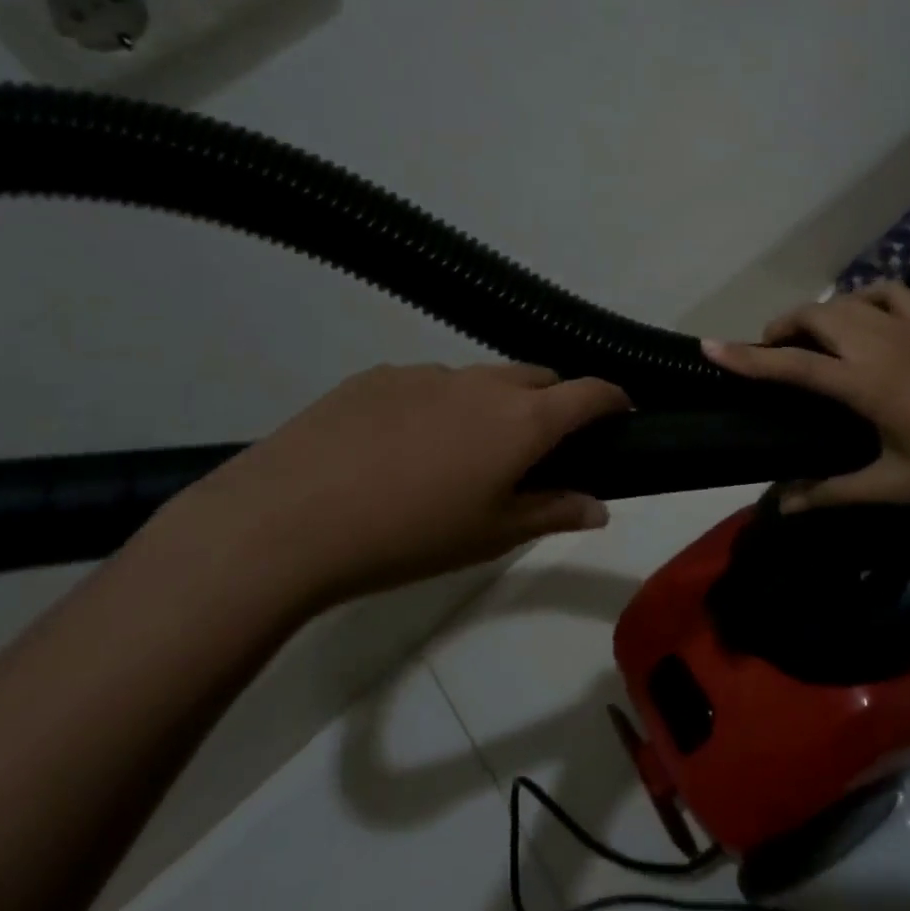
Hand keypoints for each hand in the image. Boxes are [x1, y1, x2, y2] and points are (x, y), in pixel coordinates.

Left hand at [151, 363, 629, 614]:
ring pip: (481, 380)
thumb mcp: (492, 535)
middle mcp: (482, 382)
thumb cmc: (410, 537)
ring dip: (492, 405)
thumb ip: (554, 512)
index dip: (614, 399)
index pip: (589, 392)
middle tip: (538, 446)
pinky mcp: (377, 376)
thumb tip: (600, 507)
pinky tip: (401, 449)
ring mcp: (426, 373)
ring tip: (460, 455)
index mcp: (521, 419)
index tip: (621, 414)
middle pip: (537, 377)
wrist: (289, 519)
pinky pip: (429, 385)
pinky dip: (439, 406)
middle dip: (553, 402)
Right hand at [703, 281, 909, 509]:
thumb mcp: (896, 484)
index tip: (711, 347)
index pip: (793, 365)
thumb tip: (785, 505)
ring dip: (816, 313)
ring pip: (845, 301)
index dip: (747, 358)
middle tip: (769, 353)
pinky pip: (888, 291)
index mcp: (866, 384)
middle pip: (814, 318)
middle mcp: (879, 344)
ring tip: (806, 337)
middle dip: (780, 328)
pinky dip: (862, 296)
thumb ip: (835, 491)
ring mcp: (908, 325)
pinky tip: (859, 313)